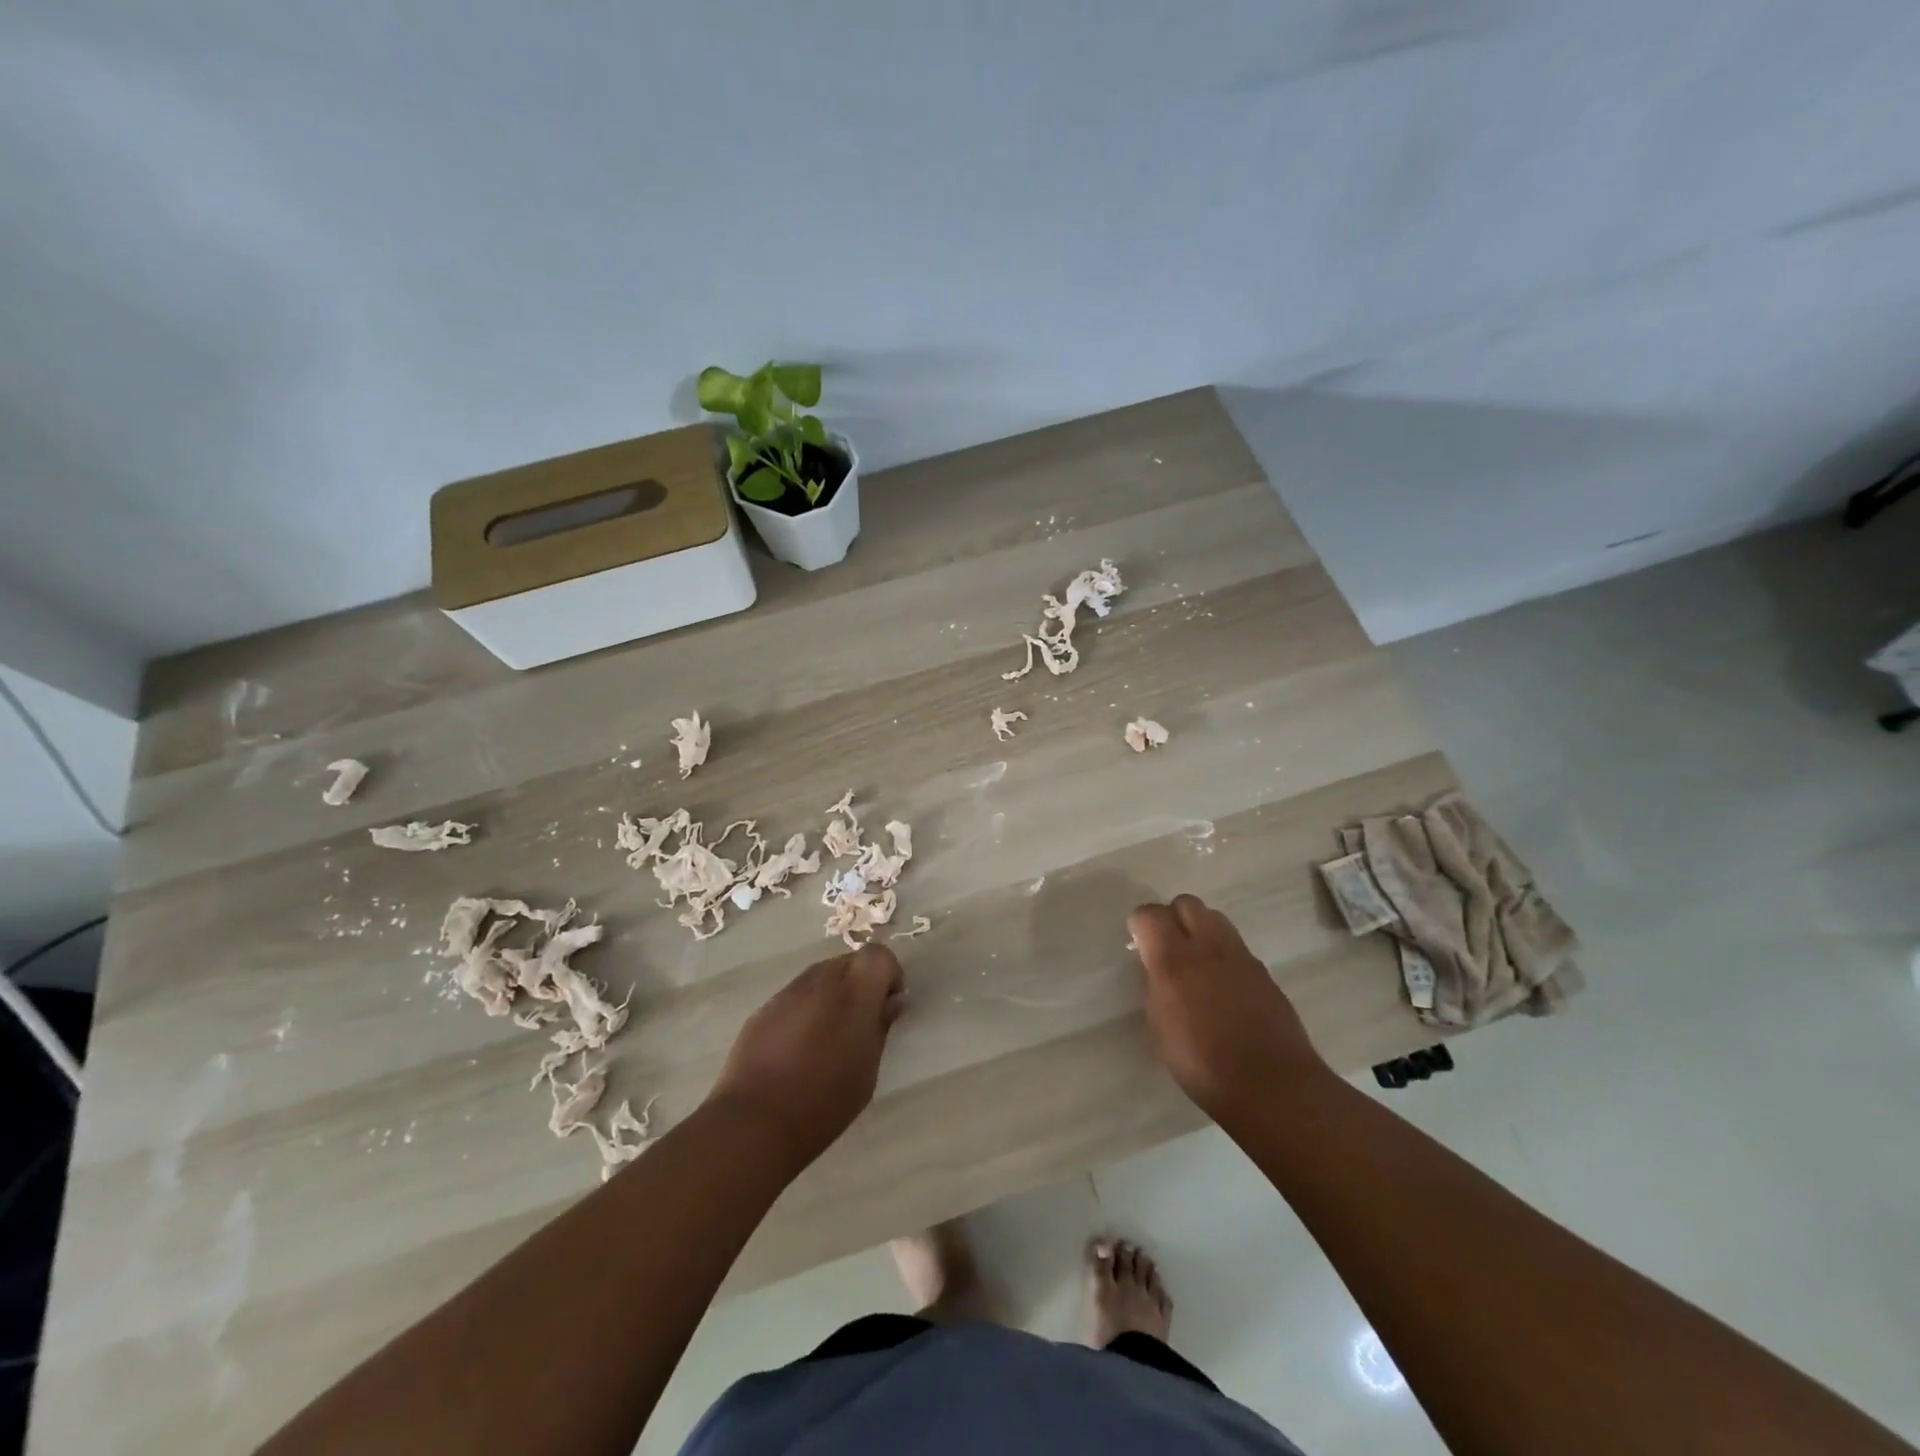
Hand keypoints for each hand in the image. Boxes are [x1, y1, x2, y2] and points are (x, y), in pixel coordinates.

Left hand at [707, 944, 905, 1166]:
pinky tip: (798, 1047)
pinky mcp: (764, 1008)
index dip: (887, 975)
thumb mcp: (868, 1069)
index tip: (886, 1006)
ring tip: (827, 1037)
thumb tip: (891, 1002)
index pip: (878, 954)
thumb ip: (881, 1026)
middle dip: (860, 983)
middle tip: (859, 1023)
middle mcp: (822, 980)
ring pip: (821, 976)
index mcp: (855, 992)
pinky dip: (806, 1009)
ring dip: (832, 995)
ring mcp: (789, 991)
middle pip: (849, 961)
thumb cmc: (825, 1101)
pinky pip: (795, 995)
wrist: (755, 1122)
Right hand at [1128, 894, 1327, 1119]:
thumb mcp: (1160, 1027)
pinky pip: (1237, 947)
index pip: (1149, 914)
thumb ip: (1156, 987)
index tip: (1138, 946)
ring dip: (1201, 930)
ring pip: (1216, 918)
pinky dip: (1224, 955)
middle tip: (1167, 947)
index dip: (1140, 925)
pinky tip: (1224, 988)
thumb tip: (1158, 970)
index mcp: (1173, 960)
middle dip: (1172, 917)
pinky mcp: (1264, 972)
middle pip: (1186, 903)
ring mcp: (1241, 957)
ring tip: (1197, 963)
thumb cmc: (1202, 1064)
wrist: (1272, 1085)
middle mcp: (1207, 947)